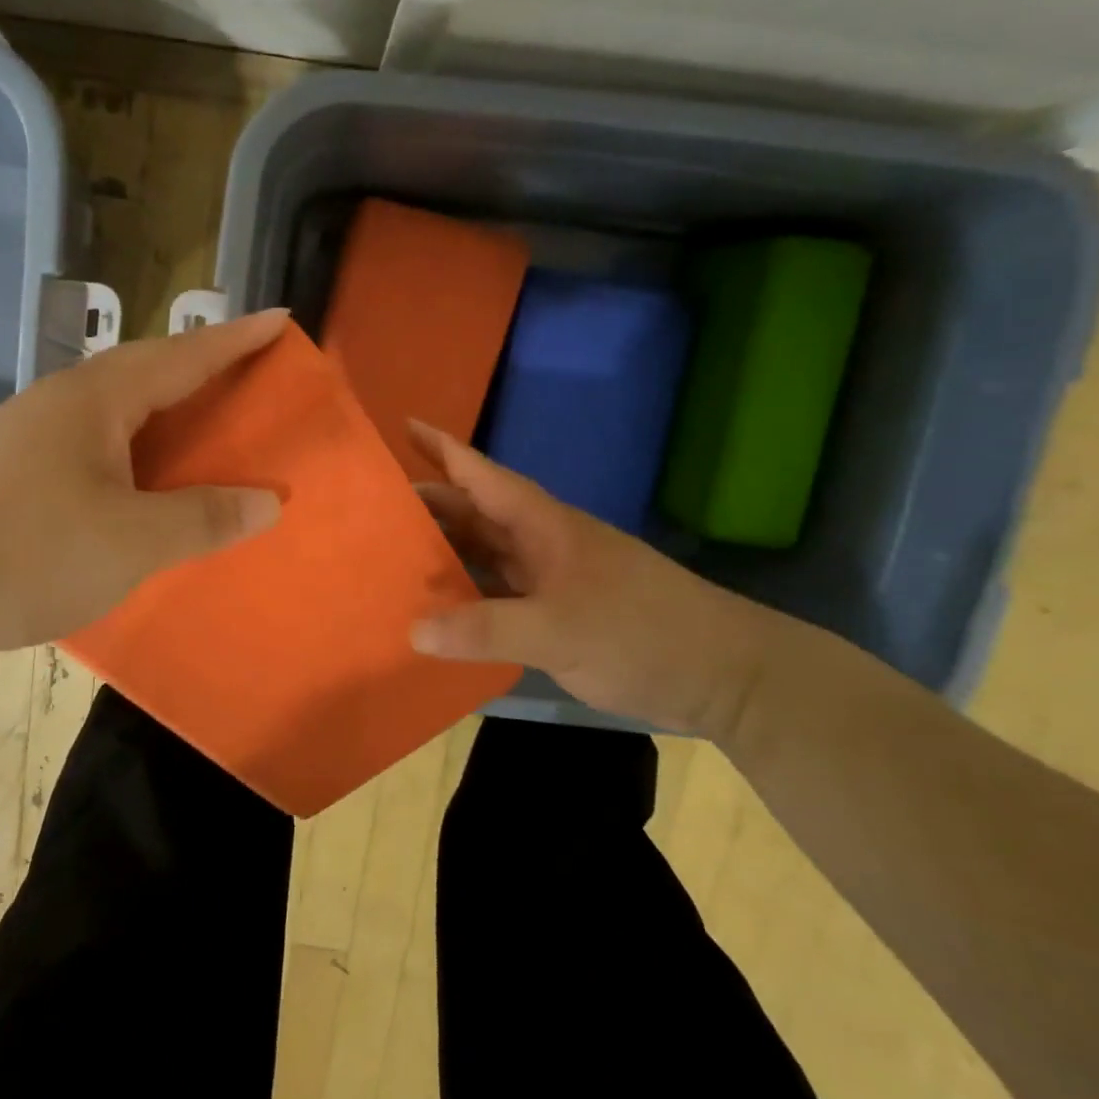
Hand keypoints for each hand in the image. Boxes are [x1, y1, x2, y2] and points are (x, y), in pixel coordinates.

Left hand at [0, 310, 288, 658]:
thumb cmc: (31, 552)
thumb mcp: (134, 541)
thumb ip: (203, 518)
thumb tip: (267, 503)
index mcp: (95, 400)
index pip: (182, 357)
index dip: (235, 340)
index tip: (279, 319)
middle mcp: (60, 402)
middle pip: (144, 370)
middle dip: (199, 367)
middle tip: (245, 372)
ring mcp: (27, 434)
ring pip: (112, 407)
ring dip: (160, 408)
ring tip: (198, 422)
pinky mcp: (8, 469)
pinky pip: (90, 440)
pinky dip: (129, 446)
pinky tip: (135, 476)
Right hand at [407, 420, 774, 740]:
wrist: (723, 674)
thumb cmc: (643, 631)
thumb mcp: (560, 629)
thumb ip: (486, 628)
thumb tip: (413, 629)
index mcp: (542, 525)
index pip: (482, 475)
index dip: (443, 448)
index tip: (404, 424)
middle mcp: (540, 544)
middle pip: (475, 513)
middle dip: (429, 504)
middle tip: (374, 507)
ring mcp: (548, 579)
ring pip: (484, 554)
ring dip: (444, 551)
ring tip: (391, 554)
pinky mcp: (555, 615)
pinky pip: (495, 594)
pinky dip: (464, 597)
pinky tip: (437, 610)